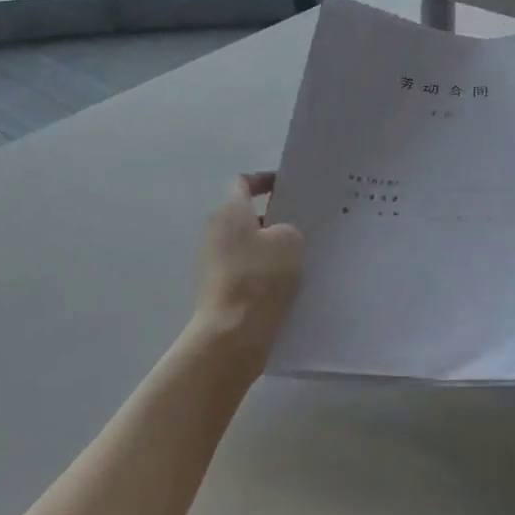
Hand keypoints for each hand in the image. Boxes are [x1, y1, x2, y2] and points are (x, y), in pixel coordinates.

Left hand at [191, 173, 304, 372]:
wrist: (232, 334)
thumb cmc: (260, 277)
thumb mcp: (290, 240)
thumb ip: (287, 228)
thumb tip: (278, 237)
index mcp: (229, 211)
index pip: (243, 183)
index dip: (265, 180)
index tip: (287, 186)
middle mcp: (215, 231)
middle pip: (246, 215)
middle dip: (273, 217)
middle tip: (302, 223)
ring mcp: (212, 262)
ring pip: (246, 245)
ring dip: (269, 247)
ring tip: (301, 256)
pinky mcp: (217, 289)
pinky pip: (245, 271)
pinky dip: (263, 272)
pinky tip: (287, 284)